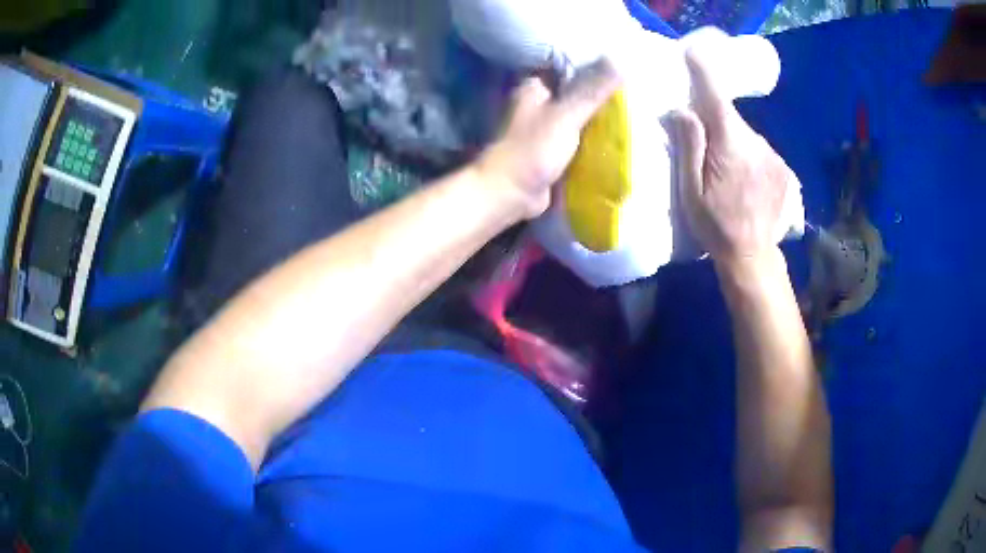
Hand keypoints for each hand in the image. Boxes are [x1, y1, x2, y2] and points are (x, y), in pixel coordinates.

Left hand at [477, 59, 621, 219]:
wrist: (511, 193)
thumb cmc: (533, 149)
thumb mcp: (566, 115)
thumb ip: (592, 90)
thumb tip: (619, 60)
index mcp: (535, 87)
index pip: (568, 67)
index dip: (594, 65)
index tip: (622, 65)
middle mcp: (538, 103)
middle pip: (576, 91)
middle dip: (601, 92)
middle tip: (633, 90)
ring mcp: (545, 127)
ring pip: (578, 114)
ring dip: (599, 114)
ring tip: (632, 109)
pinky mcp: (552, 148)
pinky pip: (578, 136)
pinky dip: (594, 134)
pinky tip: (617, 133)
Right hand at [673, 49, 792, 272]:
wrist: (753, 257)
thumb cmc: (715, 226)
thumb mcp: (690, 191)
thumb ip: (689, 146)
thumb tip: (684, 110)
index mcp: (730, 146)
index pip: (716, 96)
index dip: (704, 71)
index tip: (694, 52)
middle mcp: (756, 144)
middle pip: (731, 117)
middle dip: (715, 122)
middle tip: (705, 149)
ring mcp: (774, 157)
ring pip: (746, 135)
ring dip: (734, 143)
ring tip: (728, 174)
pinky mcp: (784, 169)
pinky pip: (760, 150)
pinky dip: (750, 157)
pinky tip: (747, 182)